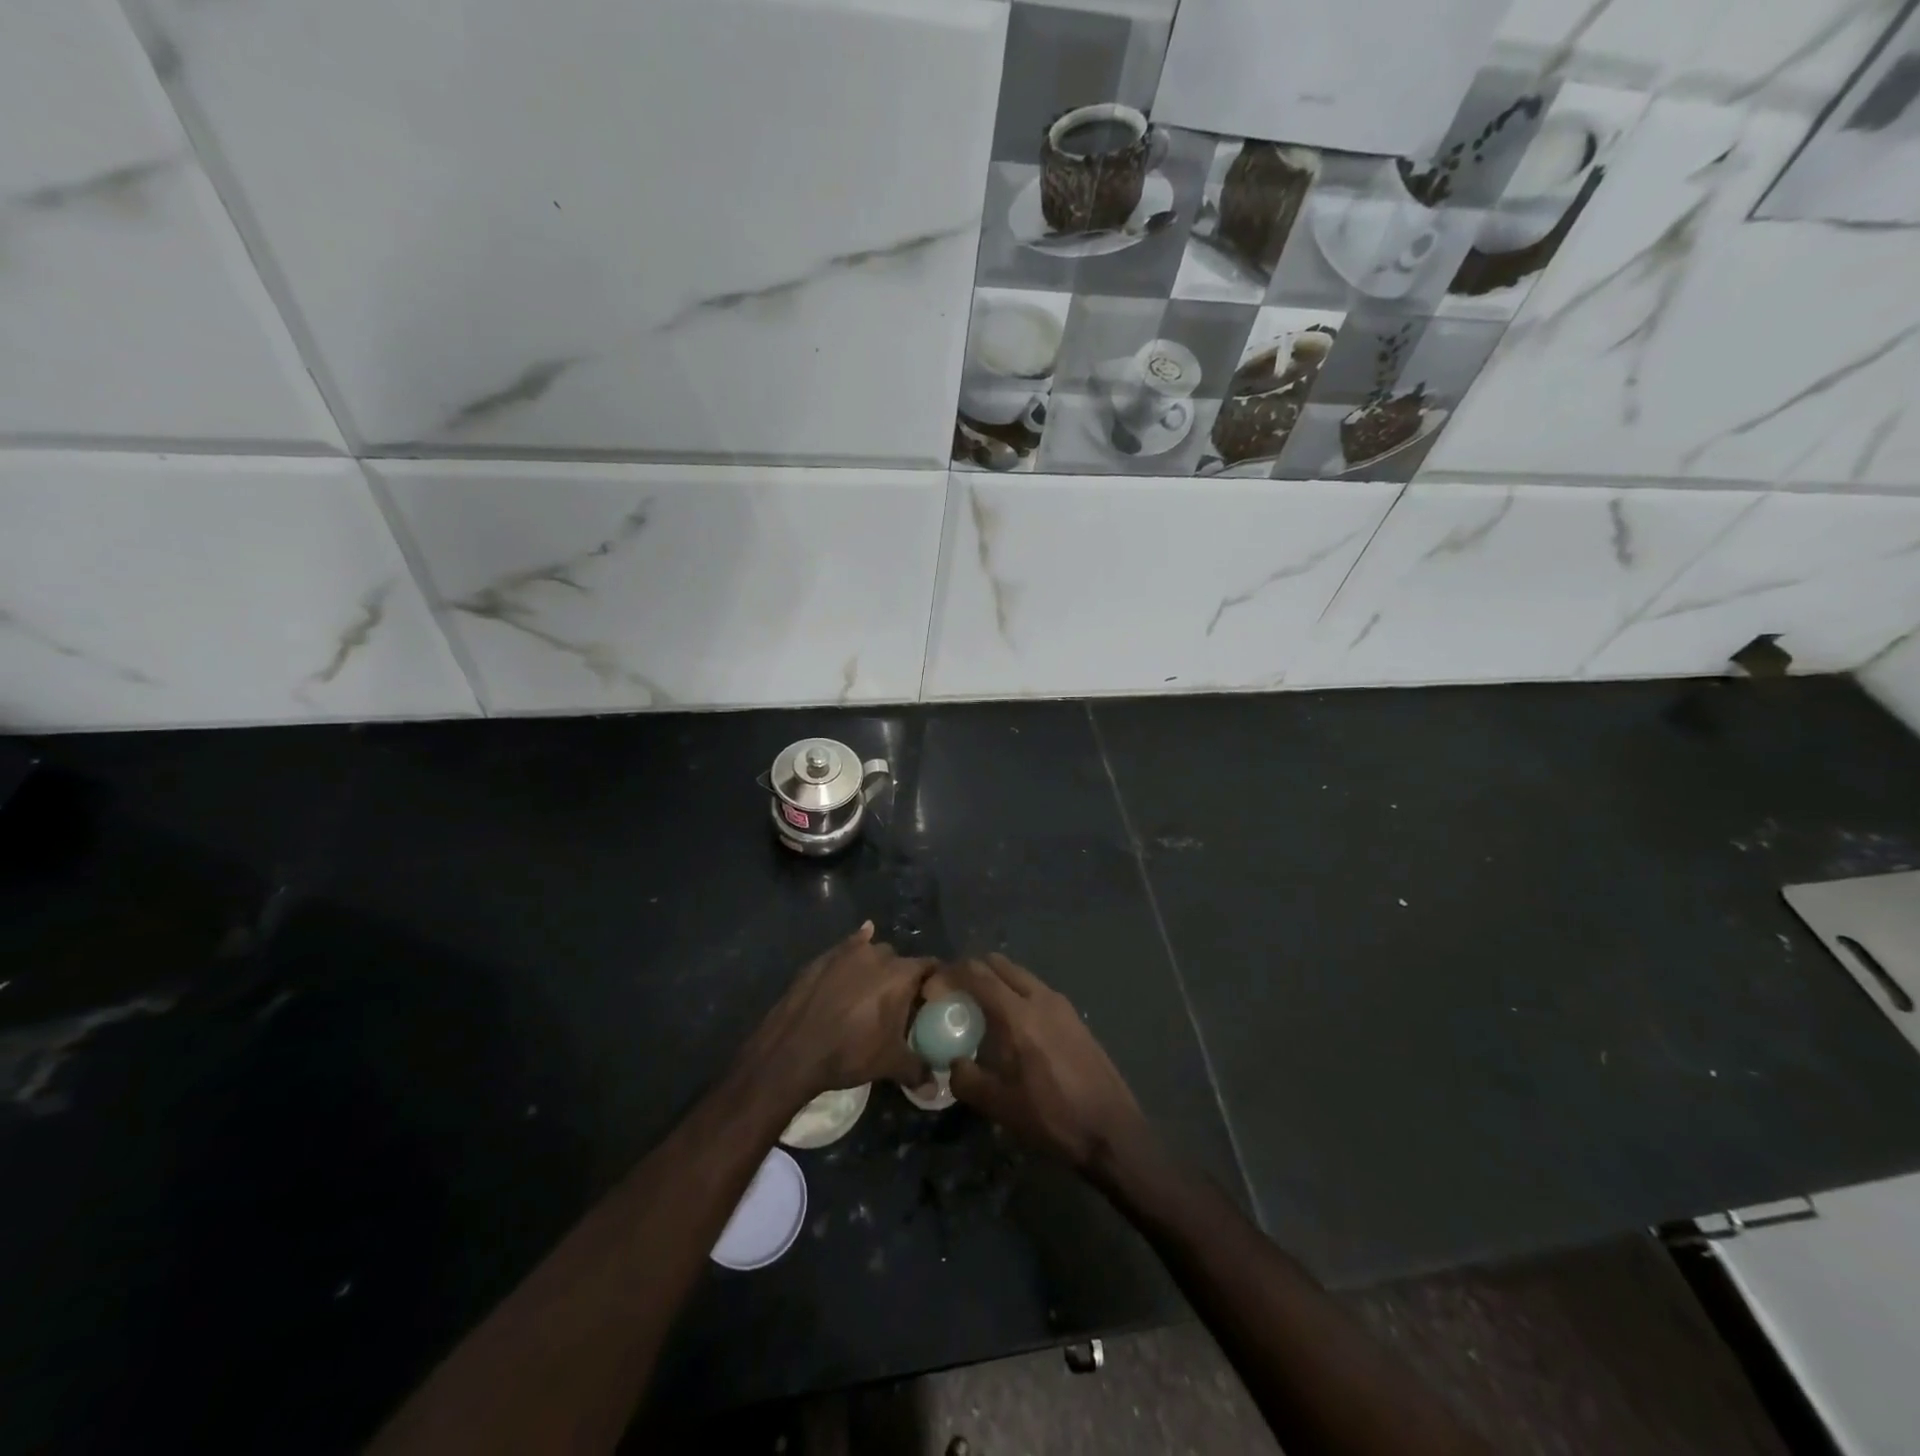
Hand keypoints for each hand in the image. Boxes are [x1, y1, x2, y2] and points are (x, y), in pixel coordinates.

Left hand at [747, 922, 933, 1105]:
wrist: (792, 1050)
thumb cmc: (849, 1052)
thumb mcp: (889, 1064)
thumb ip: (917, 1071)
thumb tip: (934, 1089)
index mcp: (901, 975)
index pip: (930, 967)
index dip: (934, 981)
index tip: (932, 998)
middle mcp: (878, 954)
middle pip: (900, 961)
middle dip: (902, 978)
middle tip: (898, 1004)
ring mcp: (848, 952)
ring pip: (872, 953)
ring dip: (876, 967)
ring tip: (870, 992)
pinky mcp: (823, 957)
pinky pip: (847, 947)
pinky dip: (854, 949)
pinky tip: (853, 954)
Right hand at [928, 954, 1147, 1172]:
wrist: (1113, 1131)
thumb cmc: (1053, 1118)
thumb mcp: (1000, 1107)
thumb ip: (968, 1080)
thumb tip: (954, 1062)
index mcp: (1018, 1015)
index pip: (978, 974)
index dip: (953, 973)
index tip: (935, 984)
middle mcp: (1040, 998)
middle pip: (1000, 965)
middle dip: (975, 971)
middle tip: (956, 992)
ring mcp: (1062, 1005)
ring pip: (1021, 976)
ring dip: (998, 981)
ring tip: (982, 1008)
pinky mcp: (1075, 1017)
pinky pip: (1037, 991)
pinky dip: (1018, 993)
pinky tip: (1014, 1025)